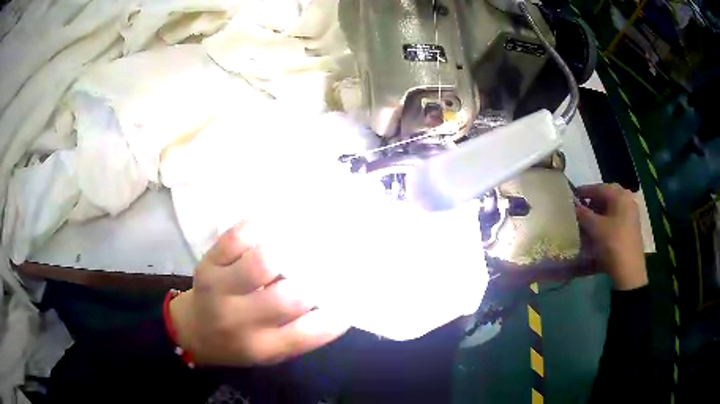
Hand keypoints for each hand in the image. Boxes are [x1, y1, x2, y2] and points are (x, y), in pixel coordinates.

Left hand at [169, 221, 348, 365]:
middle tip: (326, 265)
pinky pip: (233, 240)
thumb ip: (300, 333)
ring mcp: (220, 290)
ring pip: (260, 263)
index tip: (349, 302)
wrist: (193, 331)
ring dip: (287, 250)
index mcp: (263, 347)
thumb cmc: (238, 343)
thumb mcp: (270, 352)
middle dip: (314, 281)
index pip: (308, 334)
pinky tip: (269, 225)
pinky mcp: (207, 265)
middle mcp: (241, 321)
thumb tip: (335, 304)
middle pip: (289, 298)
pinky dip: (256, 227)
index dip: (335, 317)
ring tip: (300, 242)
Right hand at [575, 183, 646, 290]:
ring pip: (611, 207)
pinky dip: (605, 220)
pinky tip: (598, 230)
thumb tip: (572, 204)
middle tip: (580, 210)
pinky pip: (616, 217)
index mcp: (620, 195)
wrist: (629, 271)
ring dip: (598, 212)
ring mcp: (631, 214)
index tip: (571, 197)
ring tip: (587, 222)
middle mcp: (628, 200)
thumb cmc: (613, 244)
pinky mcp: (631, 227)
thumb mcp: (595, 228)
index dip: (584, 191)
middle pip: (606, 196)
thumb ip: (583, 213)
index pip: (599, 188)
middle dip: (592, 202)